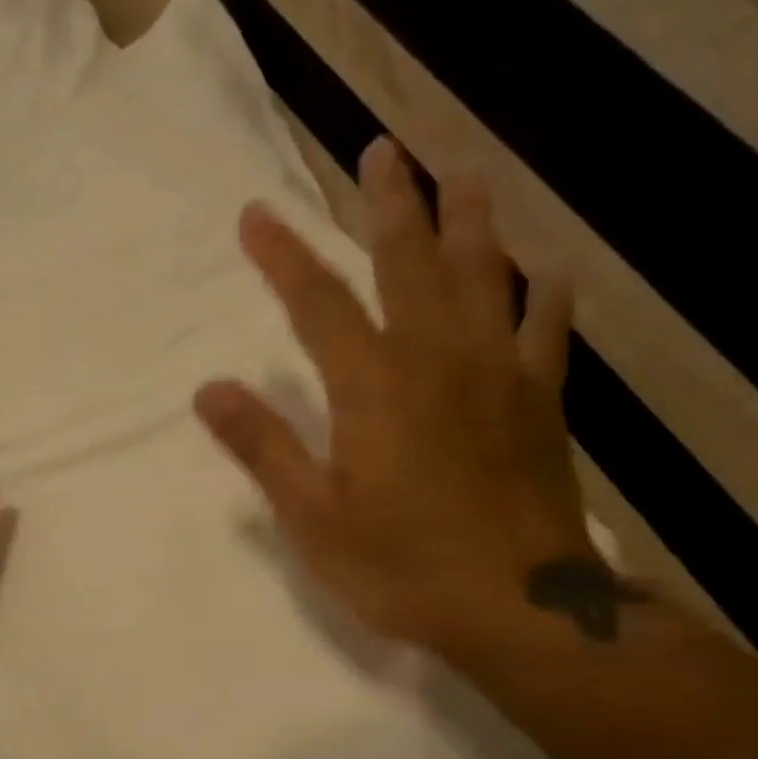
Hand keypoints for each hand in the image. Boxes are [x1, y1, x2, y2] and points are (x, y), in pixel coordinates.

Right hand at [195, 136, 590, 650]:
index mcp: (373, 386)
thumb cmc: (399, 565)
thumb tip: (209, 389)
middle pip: (411, 262)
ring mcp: (499, 375)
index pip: (318, 302)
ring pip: (486, 276)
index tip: (255, 214)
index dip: (283, 256)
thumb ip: (263, 446)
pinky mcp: (541, 402)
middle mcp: (438, 359)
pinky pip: (548, 330)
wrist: (517, 608)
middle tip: (380, 150)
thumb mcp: (311, 517)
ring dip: (470, 220)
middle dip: (390, 204)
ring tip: (462, 174)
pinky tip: (546, 268)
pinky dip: (545, 292)